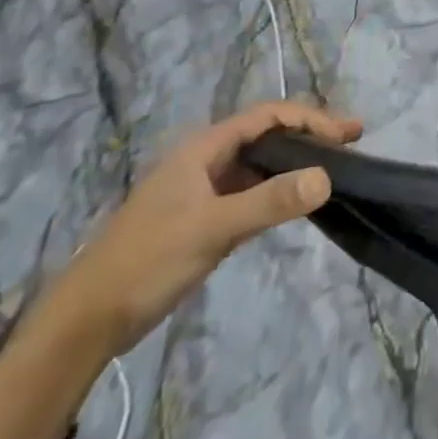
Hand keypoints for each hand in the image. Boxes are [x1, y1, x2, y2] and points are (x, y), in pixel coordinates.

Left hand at [52, 101, 362, 355]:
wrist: (86, 322)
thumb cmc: (147, 262)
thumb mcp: (213, 229)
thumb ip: (270, 202)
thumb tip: (327, 177)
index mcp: (204, 149)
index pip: (267, 117)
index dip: (309, 119)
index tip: (345, 136)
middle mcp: (204, 160)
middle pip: (266, 134)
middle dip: (309, 134)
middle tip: (351, 143)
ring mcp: (202, 190)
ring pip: (258, 163)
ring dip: (295, 162)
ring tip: (333, 168)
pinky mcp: (201, 218)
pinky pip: (250, 190)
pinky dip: (278, 188)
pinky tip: (296, 201)